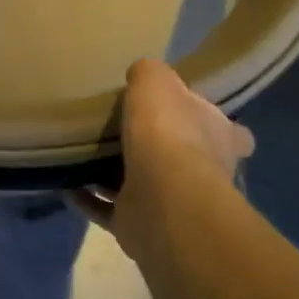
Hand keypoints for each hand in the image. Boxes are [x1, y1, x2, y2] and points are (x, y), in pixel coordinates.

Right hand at [83, 59, 253, 256]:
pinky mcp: (139, 225)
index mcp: (219, 137)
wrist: (161, 198)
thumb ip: (149, 74)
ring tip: (85, 155)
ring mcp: (171, 203)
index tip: (191, 116)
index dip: (215, 124)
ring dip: (116, 175)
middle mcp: (203, 172)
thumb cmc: (168, 132)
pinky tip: (66, 183)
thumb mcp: (157, 81)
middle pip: (184, 157)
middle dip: (159, 149)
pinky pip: (108, 208)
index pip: (232, 132)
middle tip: (123, 131)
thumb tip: (141, 75)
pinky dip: (88, 198)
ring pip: (143, 184)